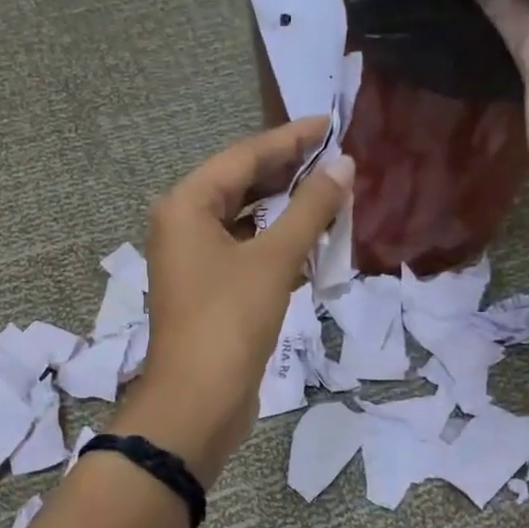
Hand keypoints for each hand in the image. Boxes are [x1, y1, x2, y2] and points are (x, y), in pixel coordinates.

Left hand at [113, 118, 352, 484]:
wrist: (197, 403)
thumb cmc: (229, 322)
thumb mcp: (273, 260)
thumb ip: (310, 210)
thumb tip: (344, 167)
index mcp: (187, 206)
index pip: (244, 156)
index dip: (291, 139)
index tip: (331, 124)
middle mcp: (184, 226)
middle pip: (243, 186)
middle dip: (290, 175)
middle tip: (338, 161)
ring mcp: (195, 262)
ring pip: (247, 223)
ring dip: (288, 214)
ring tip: (334, 199)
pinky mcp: (211, 293)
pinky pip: (248, 255)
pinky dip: (278, 248)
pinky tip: (313, 246)